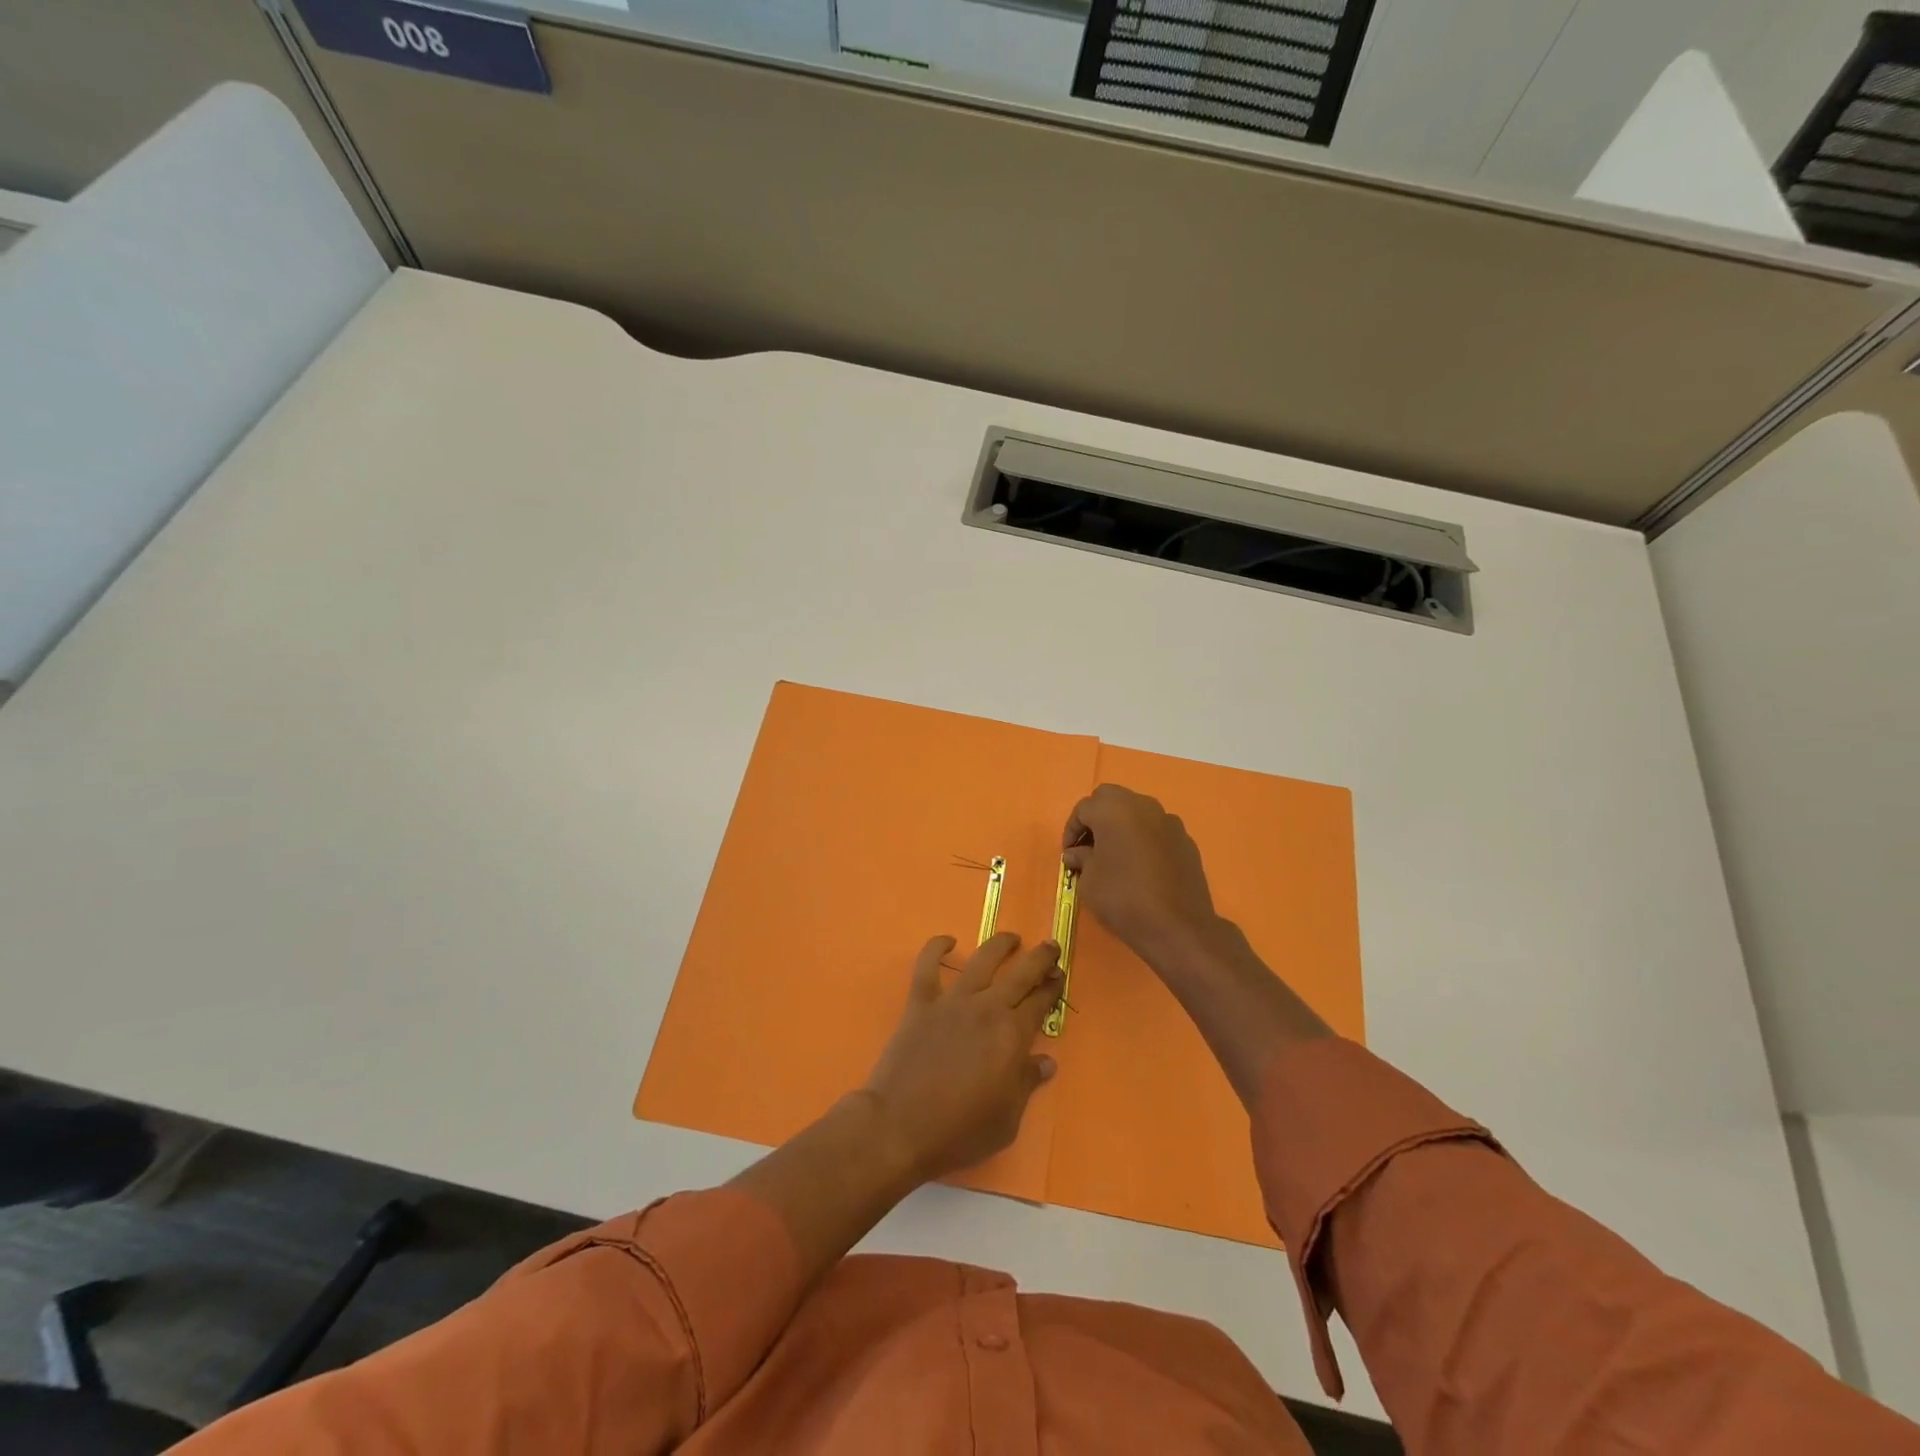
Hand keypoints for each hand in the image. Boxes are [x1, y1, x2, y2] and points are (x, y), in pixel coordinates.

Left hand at [863, 932, 1061, 1183]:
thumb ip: (1027, 1084)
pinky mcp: (920, 1002)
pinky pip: (928, 965)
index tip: (1060, 975)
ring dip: (1000, 945)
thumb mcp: (1007, 1120)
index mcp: (1012, 1035)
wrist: (900, 1126)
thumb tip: (1046, 1061)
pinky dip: (936, 948)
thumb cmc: (959, 1131)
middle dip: (1039, 957)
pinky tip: (948, 941)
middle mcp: (986, 1008)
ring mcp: (952, 1001)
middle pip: (1020, 973)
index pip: (1041, 1002)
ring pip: (981, 960)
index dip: (1053, 987)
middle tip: (1051, 946)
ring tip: (1012, 938)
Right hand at [1063, 784, 1220, 961]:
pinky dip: (1144, 838)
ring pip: (1137, 811)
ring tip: (1115, 855)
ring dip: (1122, 825)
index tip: (1069, 854)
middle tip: (1090, 846)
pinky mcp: (1186, 840)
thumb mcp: (1089, 881)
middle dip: (1096, 817)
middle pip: (1111, 798)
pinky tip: (1141, 866)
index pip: (1083, 808)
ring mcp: (1168, 821)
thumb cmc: (1123, 899)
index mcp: (1113, 810)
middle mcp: (1142, 806)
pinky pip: (1156, 830)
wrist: (1177, 926)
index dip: (1071, 830)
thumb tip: (1077, 853)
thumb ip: (1081, 859)